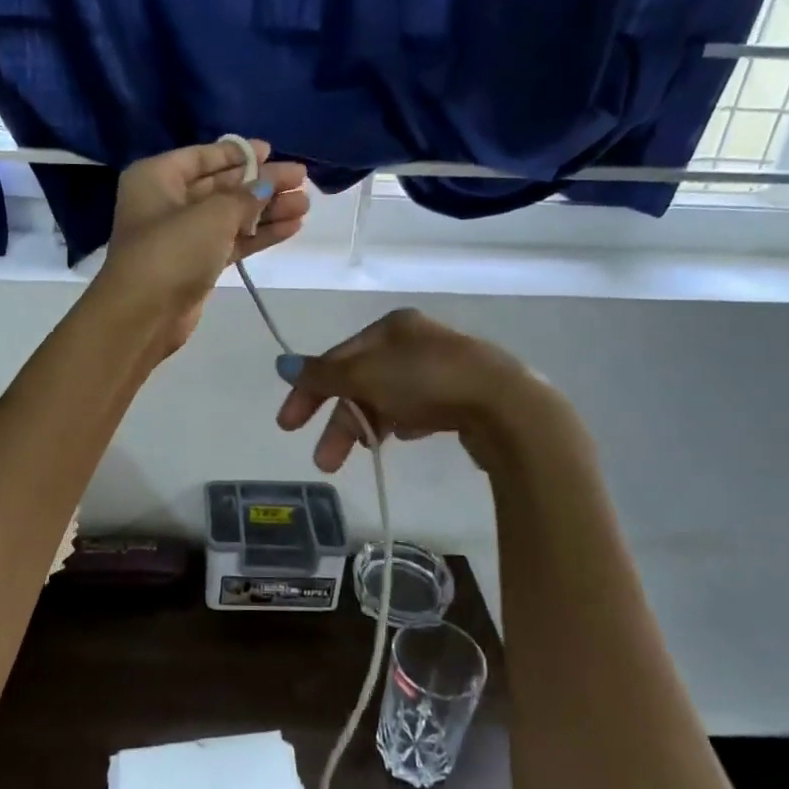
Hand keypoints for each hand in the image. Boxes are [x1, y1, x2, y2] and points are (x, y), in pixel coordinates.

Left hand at [97, 139, 308, 356]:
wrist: (143, 315)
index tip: (272, 151)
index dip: (238, 153)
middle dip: (260, 183)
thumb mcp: (212, 215)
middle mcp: (166, 201)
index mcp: (156, 177)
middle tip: (300, 178)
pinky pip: (231, 240)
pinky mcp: (196, 264)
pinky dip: (259, 234)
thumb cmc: (172, 251)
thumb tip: (267, 185)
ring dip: (266, 210)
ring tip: (305, 204)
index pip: (202, 157)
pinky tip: (292, 227)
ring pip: (230, 215)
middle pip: (220, 185)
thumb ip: (245, 196)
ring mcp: (181, 235)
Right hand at [276, 309, 559, 471]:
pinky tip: (405, 438)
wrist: (506, 408)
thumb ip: (323, 375)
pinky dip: (402, 423)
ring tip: (365, 454)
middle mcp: (416, 341)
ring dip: (369, 427)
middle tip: (324, 462)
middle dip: (340, 422)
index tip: (288, 425)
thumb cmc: (427, 381)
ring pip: (389, 399)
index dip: (309, 390)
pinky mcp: (462, 397)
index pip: (337, 358)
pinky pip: (418, 410)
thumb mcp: (365, 375)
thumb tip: (283, 364)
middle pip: (361, 382)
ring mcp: (442, 369)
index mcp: (392, 327)